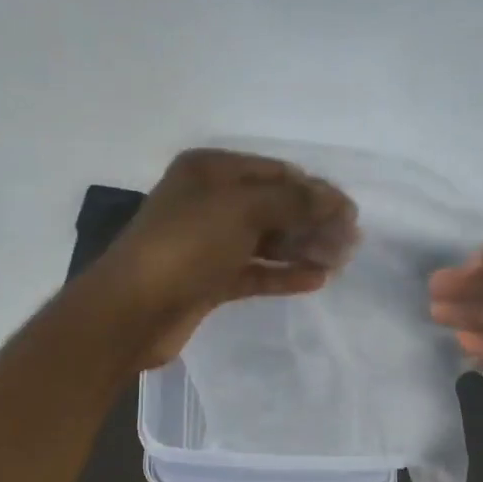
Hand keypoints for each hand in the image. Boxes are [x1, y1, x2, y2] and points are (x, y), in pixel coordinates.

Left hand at [91, 148, 358, 368]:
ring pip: (266, 240)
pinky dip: (283, 273)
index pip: (276, 173)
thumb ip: (294, 202)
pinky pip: (255, 271)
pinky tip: (316, 280)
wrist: (132, 310)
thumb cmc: (186, 246)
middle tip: (350, 243)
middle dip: (312, 221)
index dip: (315, 190)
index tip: (350, 214)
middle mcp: (209, 201)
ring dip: (302, 248)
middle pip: (274, 206)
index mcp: (211, 171)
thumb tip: (336, 201)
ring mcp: (208, 243)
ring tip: (339, 261)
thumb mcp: (243, 210)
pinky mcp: (209, 280)